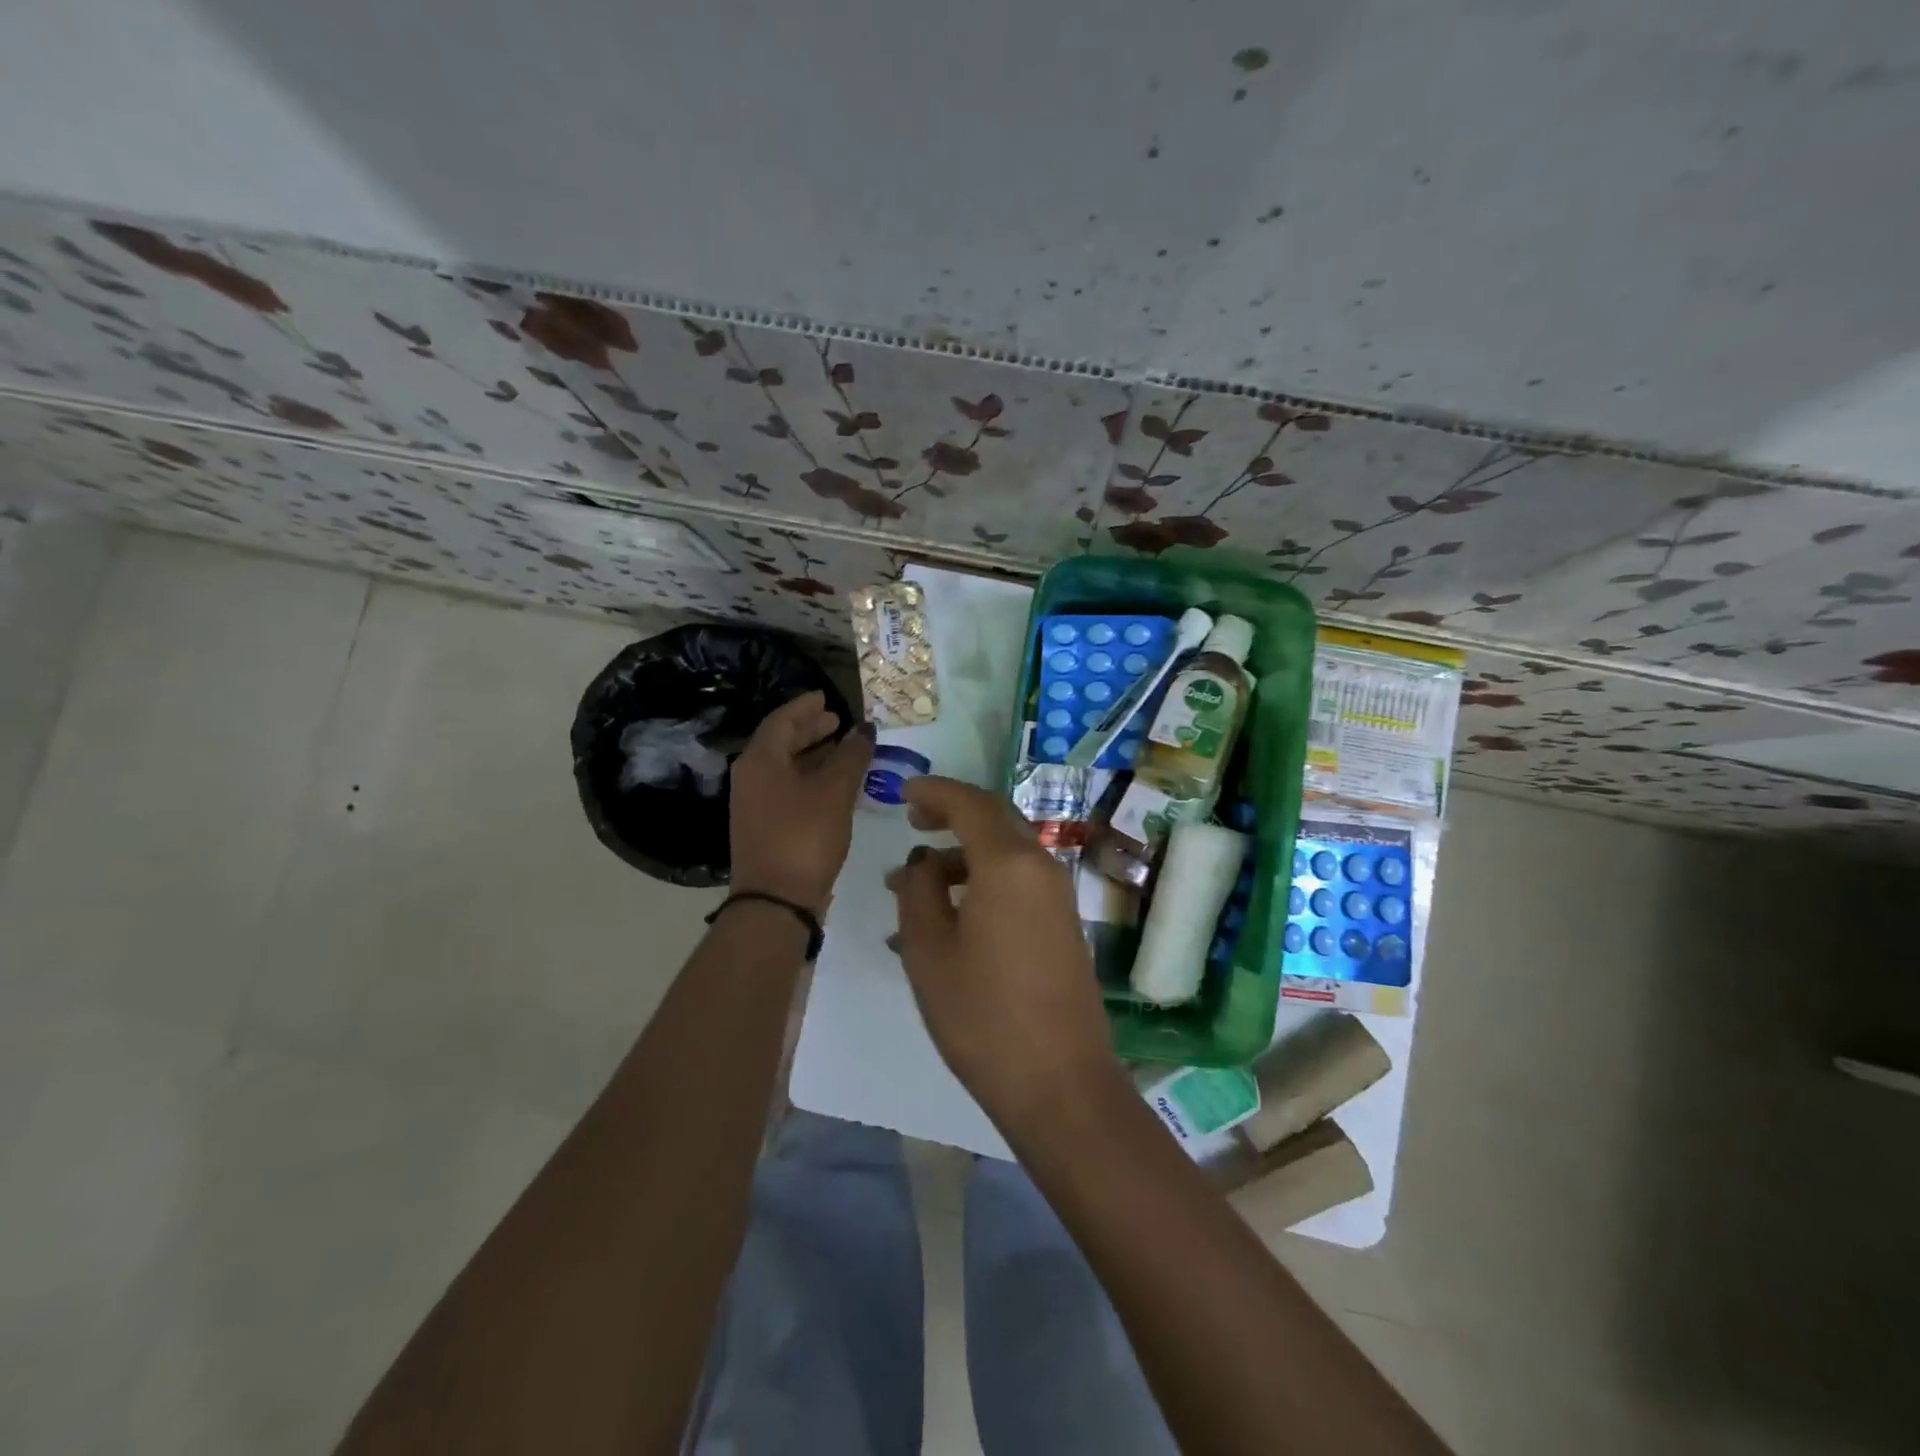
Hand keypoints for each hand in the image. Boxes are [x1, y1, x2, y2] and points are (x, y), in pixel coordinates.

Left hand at [729, 691, 872, 914]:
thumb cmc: (804, 836)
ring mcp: (755, 804)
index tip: (827, 697)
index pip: (782, 720)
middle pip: (781, 742)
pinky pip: (789, 789)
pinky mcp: (766, 827)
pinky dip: (811, 779)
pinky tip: (835, 785)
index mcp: (760, 760)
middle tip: (837, 721)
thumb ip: (851, 756)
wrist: (776, 901)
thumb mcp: (834, 792)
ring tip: (843, 749)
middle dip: (810, 730)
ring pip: (786, 767)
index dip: (806, 706)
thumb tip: (864, 728)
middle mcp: (751, 777)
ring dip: (813, 755)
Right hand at [887, 777, 1123, 1132]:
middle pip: (995, 819)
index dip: (934, 791)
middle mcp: (1040, 866)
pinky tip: (949, 917)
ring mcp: (1057, 895)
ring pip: (1006, 853)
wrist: (1060, 1083)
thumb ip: (919, 891)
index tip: (903, 792)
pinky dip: (983, 881)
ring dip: (962, 856)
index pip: (969, 803)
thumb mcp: (929, 950)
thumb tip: (923, 860)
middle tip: (914, 821)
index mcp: (1008, 863)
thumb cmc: (982, 1015)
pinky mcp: (1063, 924)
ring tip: (914, 884)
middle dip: (952, 813)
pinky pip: (1018, 882)